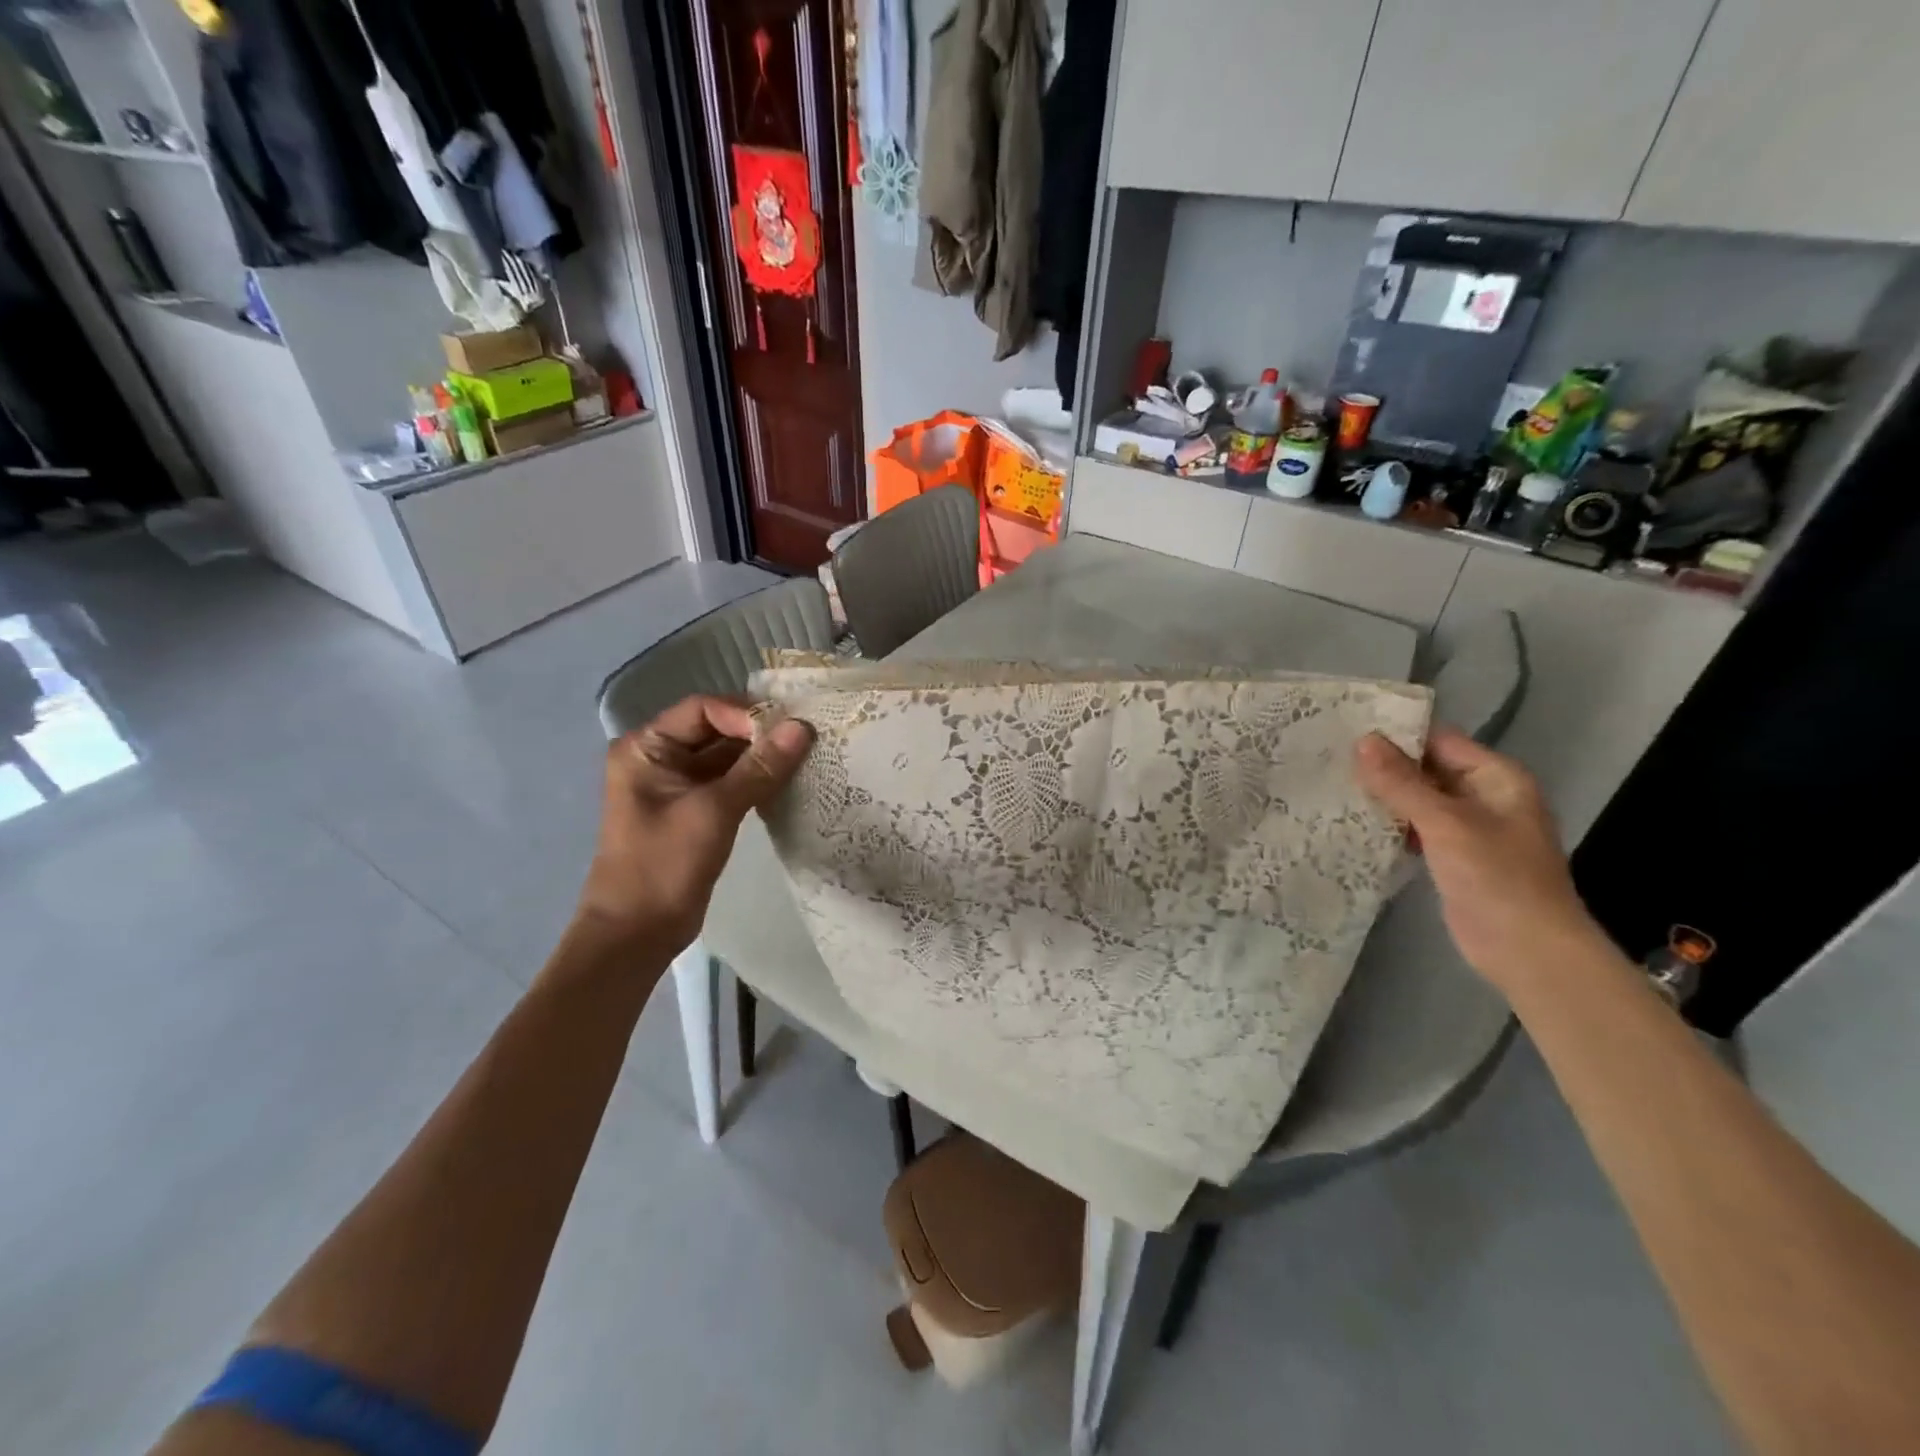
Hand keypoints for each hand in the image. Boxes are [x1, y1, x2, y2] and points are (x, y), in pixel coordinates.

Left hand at [577, 695, 811, 949]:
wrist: (637, 933)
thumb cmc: (664, 865)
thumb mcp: (714, 811)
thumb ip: (760, 767)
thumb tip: (802, 727)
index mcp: (646, 747)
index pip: (703, 710)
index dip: (746, 715)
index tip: (788, 730)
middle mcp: (659, 757)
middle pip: (716, 729)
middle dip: (759, 733)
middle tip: (807, 737)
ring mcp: (677, 785)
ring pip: (726, 757)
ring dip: (762, 756)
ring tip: (806, 755)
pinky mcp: (695, 809)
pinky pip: (730, 781)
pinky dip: (757, 779)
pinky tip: (790, 780)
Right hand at [1355, 725, 1604, 993]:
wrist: (1528, 951)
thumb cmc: (1496, 878)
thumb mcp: (1445, 823)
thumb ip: (1402, 783)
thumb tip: (1363, 741)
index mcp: (1496, 777)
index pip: (1439, 740)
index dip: (1396, 733)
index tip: (1346, 729)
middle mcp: (1484, 796)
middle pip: (1426, 768)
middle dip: (1383, 765)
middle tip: (1328, 757)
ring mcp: (1469, 828)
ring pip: (1418, 799)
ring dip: (1383, 795)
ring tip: (1331, 784)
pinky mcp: (1453, 856)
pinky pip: (1416, 828)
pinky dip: (1390, 824)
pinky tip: (1353, 822)